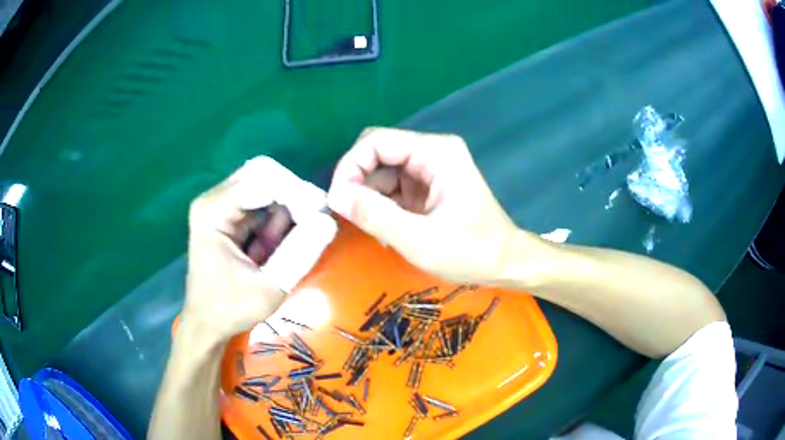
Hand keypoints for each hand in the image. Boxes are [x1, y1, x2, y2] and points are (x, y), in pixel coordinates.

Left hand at [183, 157, 335, 343]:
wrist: (207, 323)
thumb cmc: (230, 309)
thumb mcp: (269, 287)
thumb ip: (300, 253)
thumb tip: (329, 222)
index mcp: (213, 211)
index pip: (263, 181)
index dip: (296, 193)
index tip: (323, 213)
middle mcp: (213, 198)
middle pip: (265, 176)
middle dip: (292, 198)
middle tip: (312, 225)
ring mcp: (219, 204)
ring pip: (266, 187)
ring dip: (284, 213)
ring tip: (280, 250)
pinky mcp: (227, 213)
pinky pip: (262, 202)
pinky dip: (276, 221)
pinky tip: (272, 248)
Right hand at [327, 127, 531, 283]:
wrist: (506, 263)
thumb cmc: (472, 253)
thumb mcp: (420, 240)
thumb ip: (375, 216)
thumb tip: (335, 196)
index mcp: (436, 153)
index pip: (376, 142)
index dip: (349, 166)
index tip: (337, 201)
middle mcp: (432, 151)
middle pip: (378, 153)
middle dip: (357, 181)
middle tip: (348, 215)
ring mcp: (431, 167)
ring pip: (382, 170)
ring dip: (368, 195)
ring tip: (368, 226)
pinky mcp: (428, 184)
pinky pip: (393, 185)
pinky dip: (381, 203)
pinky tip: (383, 227)